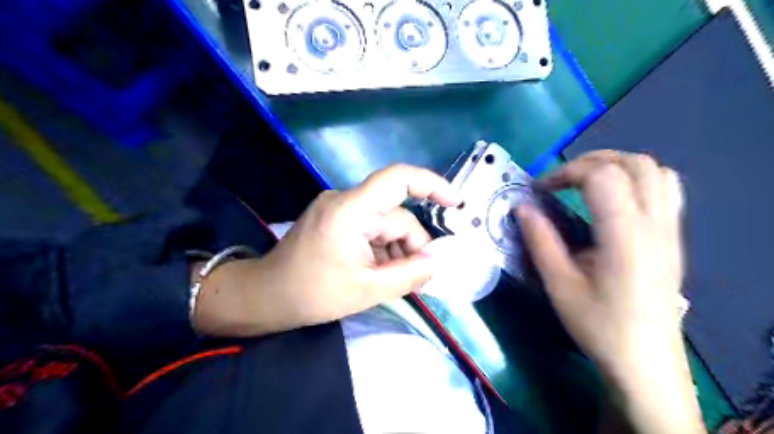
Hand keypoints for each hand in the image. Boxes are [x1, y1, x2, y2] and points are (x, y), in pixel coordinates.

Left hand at [194, 164, 457, 336]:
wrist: (266, 296)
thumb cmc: (312, 293)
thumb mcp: (368, 289)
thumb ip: (409, 274)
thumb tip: (437, 261)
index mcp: (351, 210)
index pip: (398, 179)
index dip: (432, 184)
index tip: (456, 203)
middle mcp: (346, 200)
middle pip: (396, 216)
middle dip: (410, 246)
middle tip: (415, 278)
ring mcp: (339, 209)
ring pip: (385, 225)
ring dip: (395, 251)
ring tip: (389, 280)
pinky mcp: (336, 219)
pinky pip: (371, 229)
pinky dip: (381, 249)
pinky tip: (376, 272)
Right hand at [520, 151, 702, 433]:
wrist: (645, 361)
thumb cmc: (598, 325)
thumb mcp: (559, 285)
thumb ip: (540, 240)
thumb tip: (521, 207)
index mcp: (624, 237)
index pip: (603, 176)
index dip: (566, 172)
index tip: (540, 190)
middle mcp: (654, 225)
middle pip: (633, 163)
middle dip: (590, 161)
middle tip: (560, 181)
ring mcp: (669, 230)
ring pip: (655, 170)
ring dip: (615, 166)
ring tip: (584, 183)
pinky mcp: (672, 238)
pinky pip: (665, 189)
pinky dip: (636, 179)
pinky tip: (613, 199)